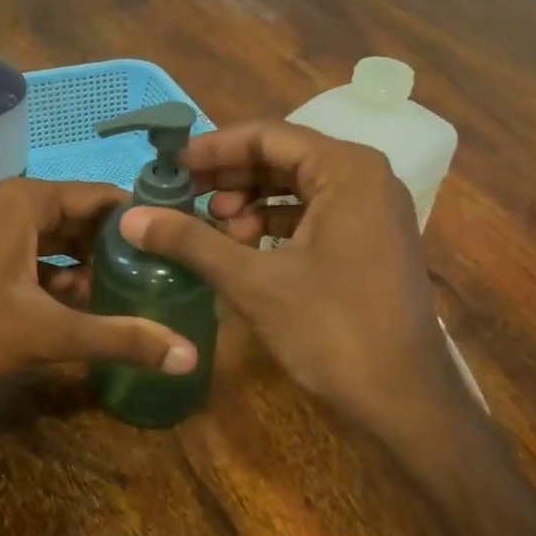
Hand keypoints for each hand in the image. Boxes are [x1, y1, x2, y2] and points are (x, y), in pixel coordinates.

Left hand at [0, 177, 197, 395]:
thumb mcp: (47, 333)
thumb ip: (119, 338)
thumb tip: (189, 355)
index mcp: (29, 201)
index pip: (105, 197)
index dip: (144, 220)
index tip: (182, 243)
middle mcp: (14, 205)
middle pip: (85, 218)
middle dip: (122, 247)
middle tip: (168, 272)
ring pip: (62, 241)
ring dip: (95, 266)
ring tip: (141, 290)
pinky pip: (40, 258)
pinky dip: (66, 278)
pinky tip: (92, 307)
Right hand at [121, 122, 460, 434]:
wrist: (404, 398)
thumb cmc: (332, 329)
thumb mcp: (254, 281)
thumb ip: (191, 241)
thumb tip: (130, 217)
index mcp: (347, 170)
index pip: (268, 136)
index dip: (214, 149)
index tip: (172, 166)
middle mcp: (366, 178)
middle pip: (284, 159)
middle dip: (231, 177)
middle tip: (184, 197)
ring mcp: (374, 212)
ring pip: (298, 188)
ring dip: (251, 203)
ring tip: (210, 227)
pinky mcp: (371, 243)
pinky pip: (315, 216)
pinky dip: (275, 226)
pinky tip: (243, 248)